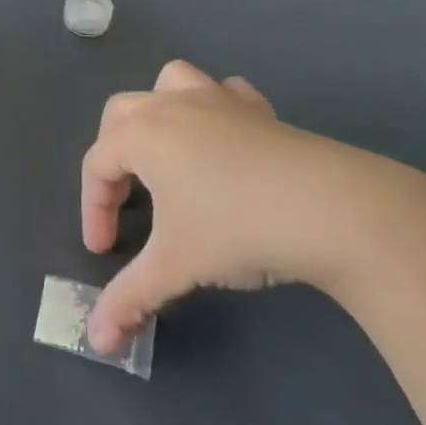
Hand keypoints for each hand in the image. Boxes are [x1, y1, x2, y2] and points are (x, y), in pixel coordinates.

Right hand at [82, 60, 425, 353]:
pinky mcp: (258, 110)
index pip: (97, 165)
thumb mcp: (176, 266)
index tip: (105, 252)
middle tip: (127, 201)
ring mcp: (218, 99)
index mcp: (142, 133)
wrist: (332, 208)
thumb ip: (130, 299)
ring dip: (158, 112)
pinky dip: (214, 109)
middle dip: (114, 156)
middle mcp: (173, 105)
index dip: (93, 209)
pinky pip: (224, 93)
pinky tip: (224, 143)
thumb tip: (98, 342)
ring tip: (166, 153)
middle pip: (121, 115)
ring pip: (171, 82)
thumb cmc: (238, 228)